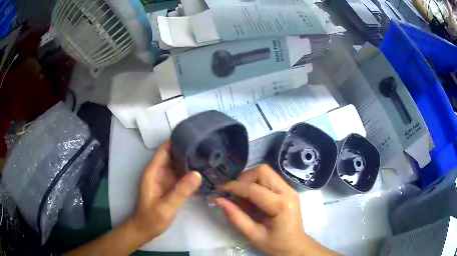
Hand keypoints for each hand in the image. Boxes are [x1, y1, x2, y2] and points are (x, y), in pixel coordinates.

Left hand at [130, 141, 201, 242]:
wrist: (145, 230)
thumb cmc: (151, 219)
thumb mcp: (166, 207)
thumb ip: (180, 192)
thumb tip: (198, 173)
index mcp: (154, 172)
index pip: (165, 149)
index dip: (178, 141)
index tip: (196, 136)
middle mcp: (159, 172)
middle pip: (174, 155)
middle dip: (189, 150)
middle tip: (209, 147)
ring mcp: (165, 179)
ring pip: (179, 165)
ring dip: (192, 161)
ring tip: (211, 157)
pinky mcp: (171, 187)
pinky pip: (182, 176)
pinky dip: (191, 173)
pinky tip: (205, 172)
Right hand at [215, 165, 335, 255]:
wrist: (296, 246)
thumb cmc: (276, 244)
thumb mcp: (253, 235)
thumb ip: (235, 217)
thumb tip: (219, 200)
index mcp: (281, 206)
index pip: (254, 189)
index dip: (234, 187)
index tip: (219, 190)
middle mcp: (288, 192)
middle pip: (262, 171)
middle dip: (244, 179)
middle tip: (234, 194)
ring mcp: (290, 189)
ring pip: (266, 172)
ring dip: (249, 180)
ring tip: (242, 196)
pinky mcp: (288, 190)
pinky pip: (269, 178)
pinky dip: (256, 184)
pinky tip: (252, 198)